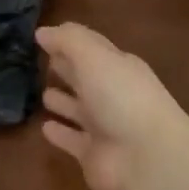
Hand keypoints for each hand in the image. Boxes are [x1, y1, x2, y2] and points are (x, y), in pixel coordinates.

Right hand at [37, 23, 188, 189]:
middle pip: (86, 79)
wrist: (146, 157)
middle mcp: (113, 95)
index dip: (71, 43)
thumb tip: (42, 32)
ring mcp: (104, 127)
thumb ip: (68, 41)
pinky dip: (60, 134)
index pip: (93, 50)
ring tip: (42, 94)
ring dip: (63, 102)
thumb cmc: (121, 98)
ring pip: (79, 110)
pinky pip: (72, 140)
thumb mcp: (95, 58)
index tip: (44, 38)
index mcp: (119, 68)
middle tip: (42, 63)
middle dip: (68, 70)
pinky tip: (44, 127)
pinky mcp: (93, 154)